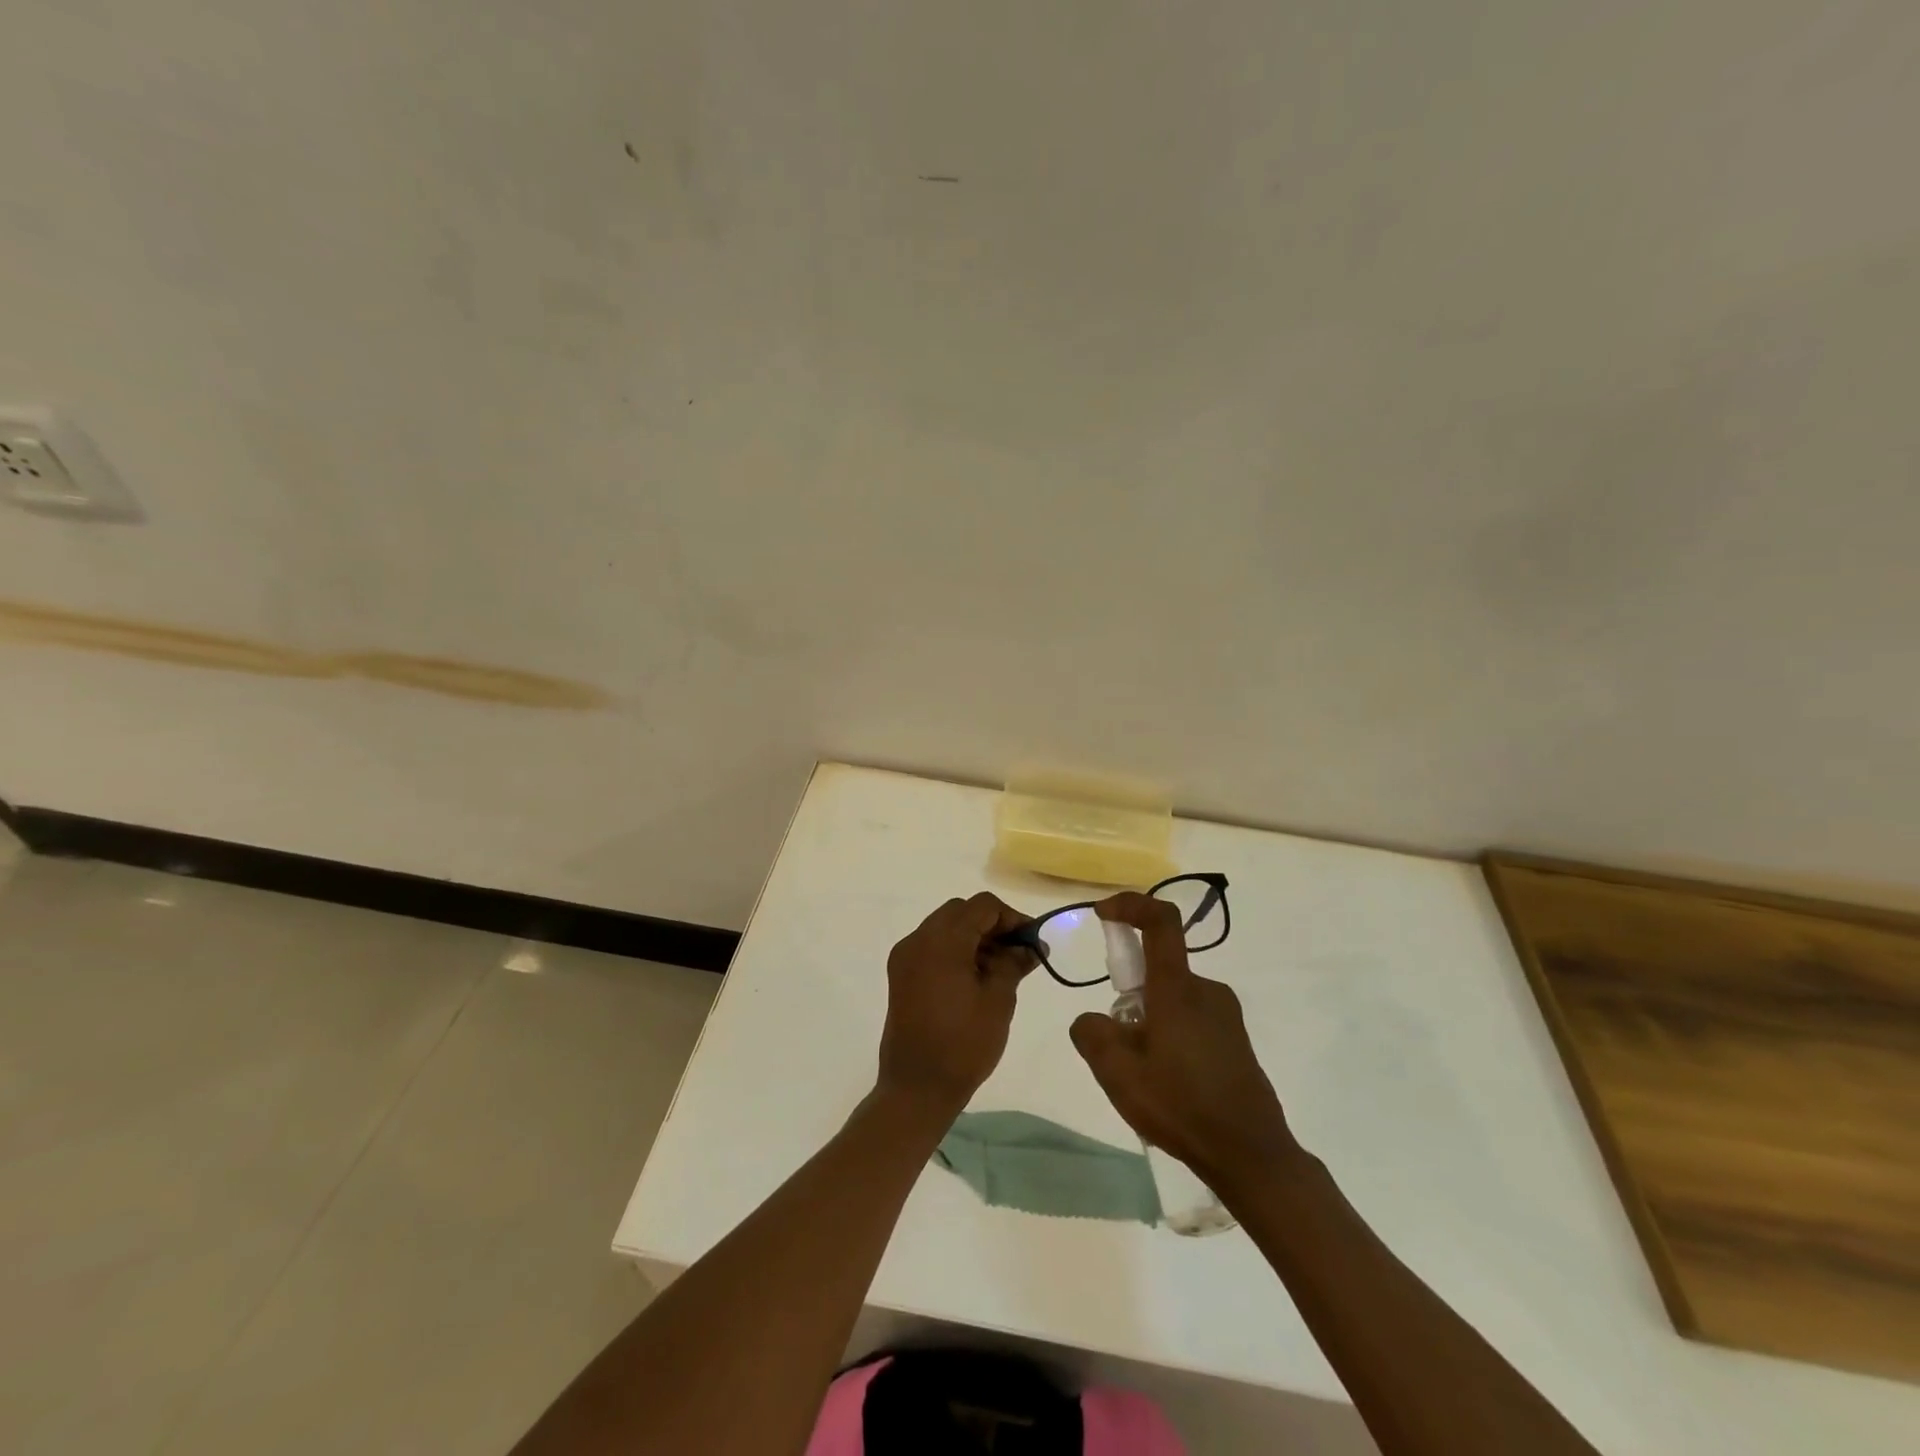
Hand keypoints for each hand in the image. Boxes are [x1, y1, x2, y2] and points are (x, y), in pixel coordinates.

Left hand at [877, 892, 1035, 1115]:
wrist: (916, 1087)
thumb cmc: (963, 1044)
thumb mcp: (998, 1000)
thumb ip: (1014, 963)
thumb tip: (1031, 947)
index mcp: (942, 941)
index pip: (982, 906)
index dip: (1011, 917)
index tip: (1032, 941)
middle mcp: (918, 939)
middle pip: (961, 911)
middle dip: (992, 925)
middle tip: (1018, 952)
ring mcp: (905, 956)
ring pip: (945, 927)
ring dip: (973, 936)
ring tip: (1000, 967)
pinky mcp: (901, 974)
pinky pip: (932, 946)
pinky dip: (955, 950)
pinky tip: (975, 976)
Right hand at [1070, 892, 1298, 1188]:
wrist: (1252, 1156)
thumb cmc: (1182, 1106)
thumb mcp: (1118, 1074)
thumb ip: (1092, 1034)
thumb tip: (1092, 1020)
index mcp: (1179, 989)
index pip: (1160, 922)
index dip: (1131, 905)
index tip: (1103, 914)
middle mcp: (1206, 990)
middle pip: (1156, 970)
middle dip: (1129, 997)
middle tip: (1117, 1048)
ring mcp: (1225, 1015)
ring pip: (1171, 1000)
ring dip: (1149, 1023)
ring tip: (1143, 1077)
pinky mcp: (1235, 1039)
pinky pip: (1189, 1020)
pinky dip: (1169, 1036)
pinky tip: (1169, 1085)